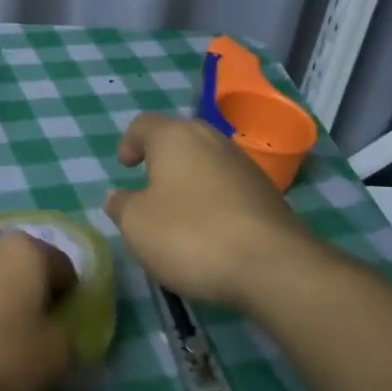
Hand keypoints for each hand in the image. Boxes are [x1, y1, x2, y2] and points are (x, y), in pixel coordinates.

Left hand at [0, 232, 75, 390]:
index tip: (60, 329)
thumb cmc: (2, 352)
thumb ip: (67, 339)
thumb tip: (57, 335)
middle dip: (28, 294)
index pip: (63, 268)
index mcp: (26, 252)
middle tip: (29, 334)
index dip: (68, 299)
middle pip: (21, 268)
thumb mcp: (55, 356)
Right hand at [103, 112, 318, 309]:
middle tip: (149, 188)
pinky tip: (210, 233)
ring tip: (178, 216)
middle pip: (180, 139)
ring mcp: (245, 165)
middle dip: (162, 160)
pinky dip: (214, 202)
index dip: (130, 142)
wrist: (272, 266)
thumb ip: (121, 205)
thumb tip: (119, 196)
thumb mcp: (136, 224)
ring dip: (190, 182)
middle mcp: (212, 140)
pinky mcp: (267, 194)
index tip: (125, 166)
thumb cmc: (190, 235)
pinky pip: (229, 188)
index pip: (144, 125)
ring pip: (207, 163)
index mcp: (175, 137)